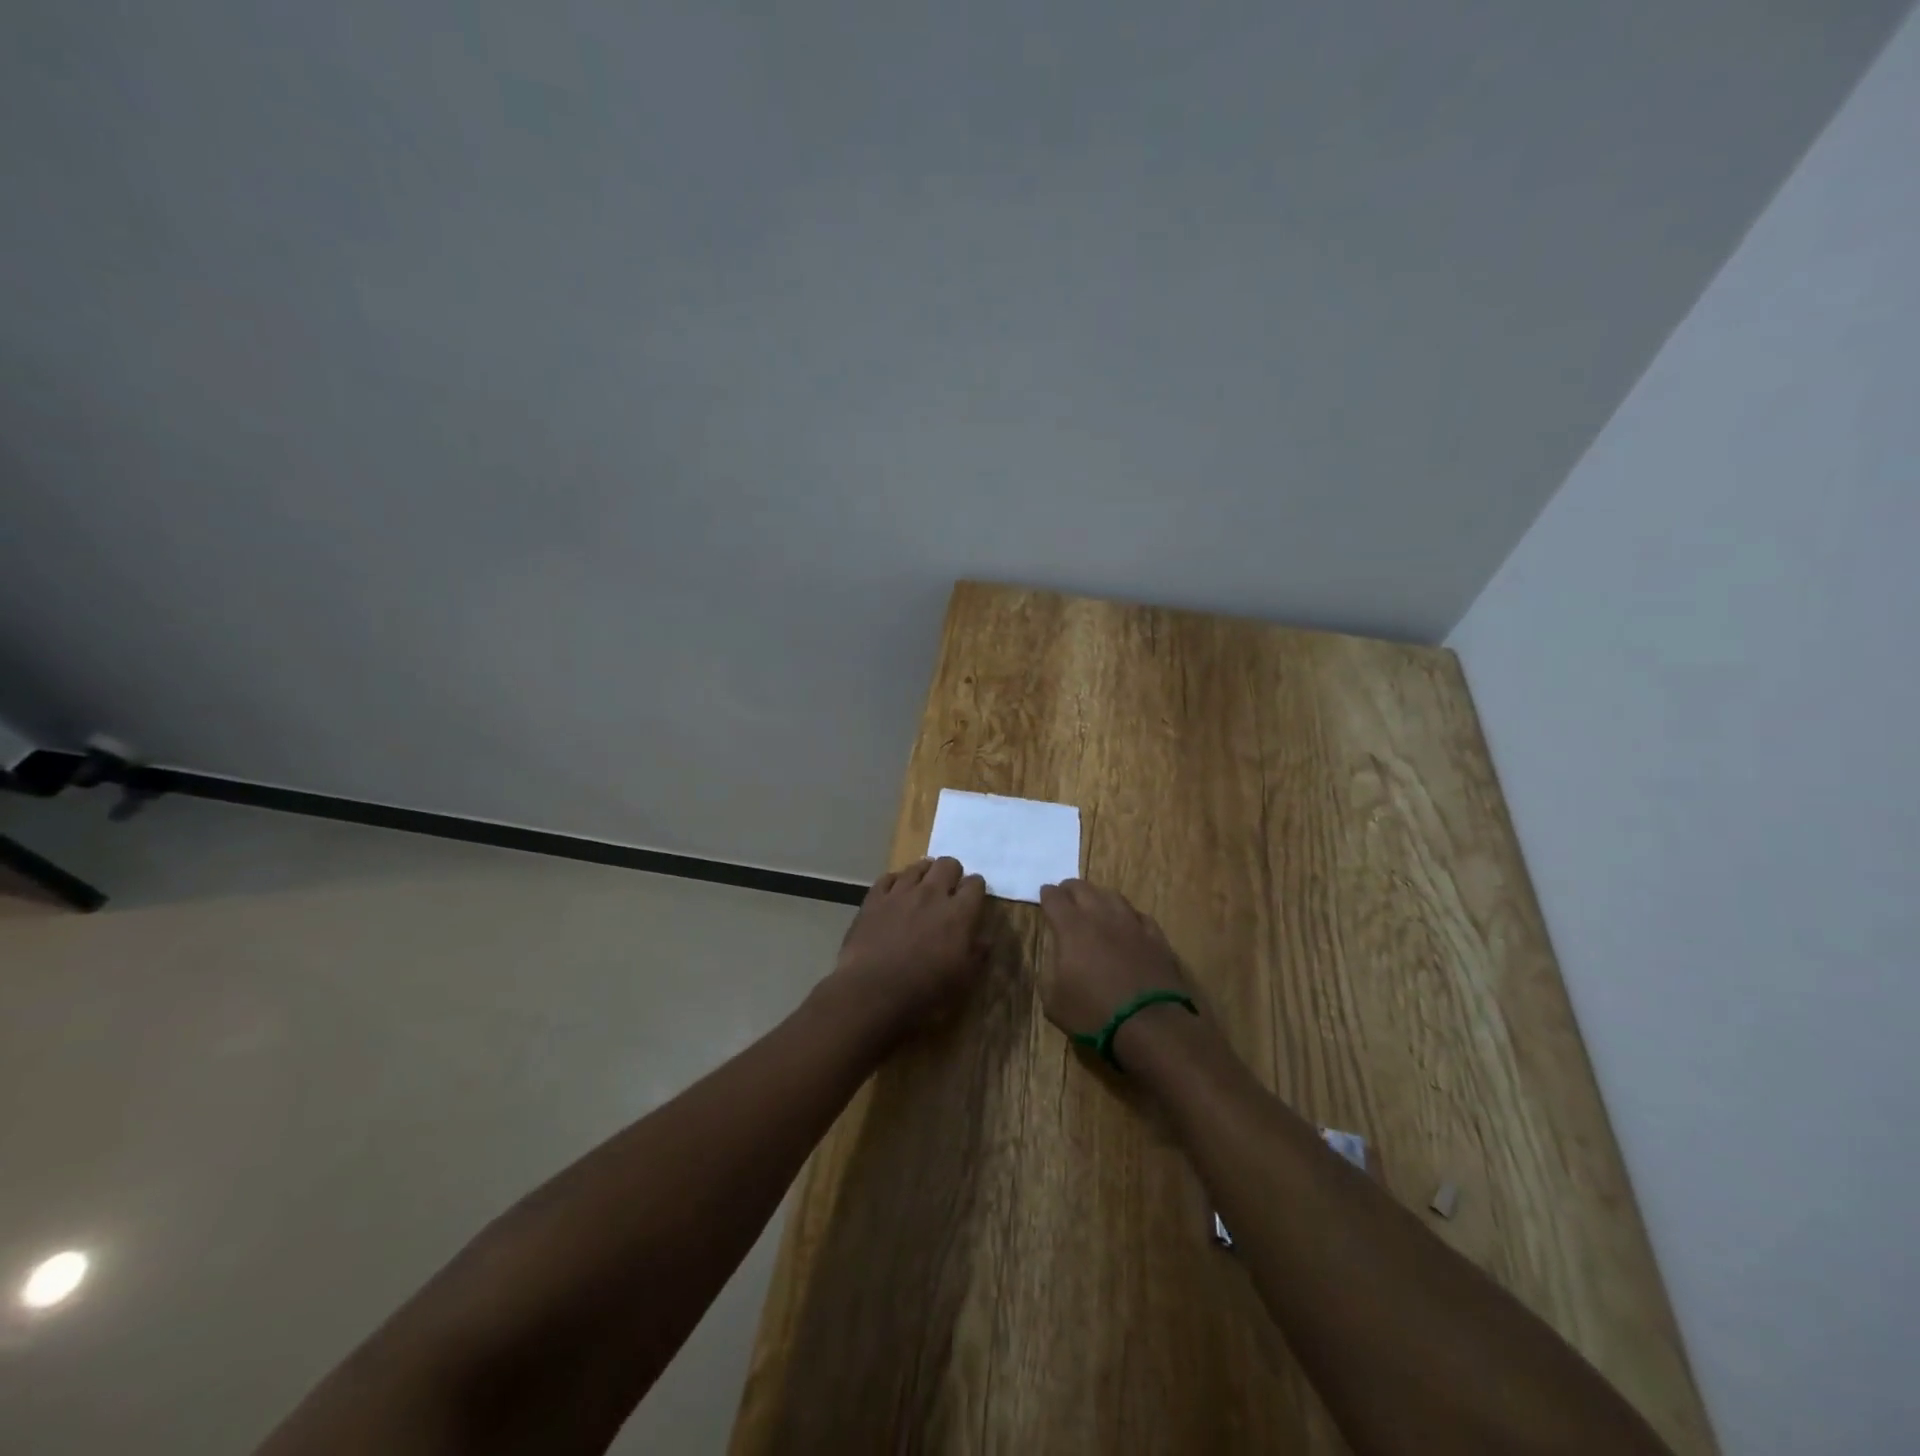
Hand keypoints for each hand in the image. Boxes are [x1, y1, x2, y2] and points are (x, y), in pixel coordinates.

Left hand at [824, 857, 988, 1042]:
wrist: (871, 992)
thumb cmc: (924, 991)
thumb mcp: (962, 980)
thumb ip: (977, 954)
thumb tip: (985, 940)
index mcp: (959, 913)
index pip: (976, 884)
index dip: (976, 889)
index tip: (973, 900)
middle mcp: (932, 894)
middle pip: (948, 864)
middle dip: (952, 874)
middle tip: (948, 892)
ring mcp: (900, 892)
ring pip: (918, 866)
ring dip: (925, 874)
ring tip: (923, 889)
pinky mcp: (874, 898)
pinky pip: (888, 877)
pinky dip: (895, 882)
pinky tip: (895, 894)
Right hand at [1037, 879, 1192, 1045]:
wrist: (1148, 1025)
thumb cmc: (1093, 1013)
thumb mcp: (1053, 1000)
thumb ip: (1049, 969)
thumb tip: (1056, 955)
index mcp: (1071, 927)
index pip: (1054, 898)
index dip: (1046, 895)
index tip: (1044, 896)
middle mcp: (1100, 916)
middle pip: (1082, 888)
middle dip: (1070, 889)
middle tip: (1066, 897)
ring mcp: (1131, 923)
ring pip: (1112, 896)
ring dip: (1099, 897)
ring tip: (1095, 906)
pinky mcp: (1155, 936)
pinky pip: (1138, 915)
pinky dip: (1127, 916)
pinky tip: (1127, 925)